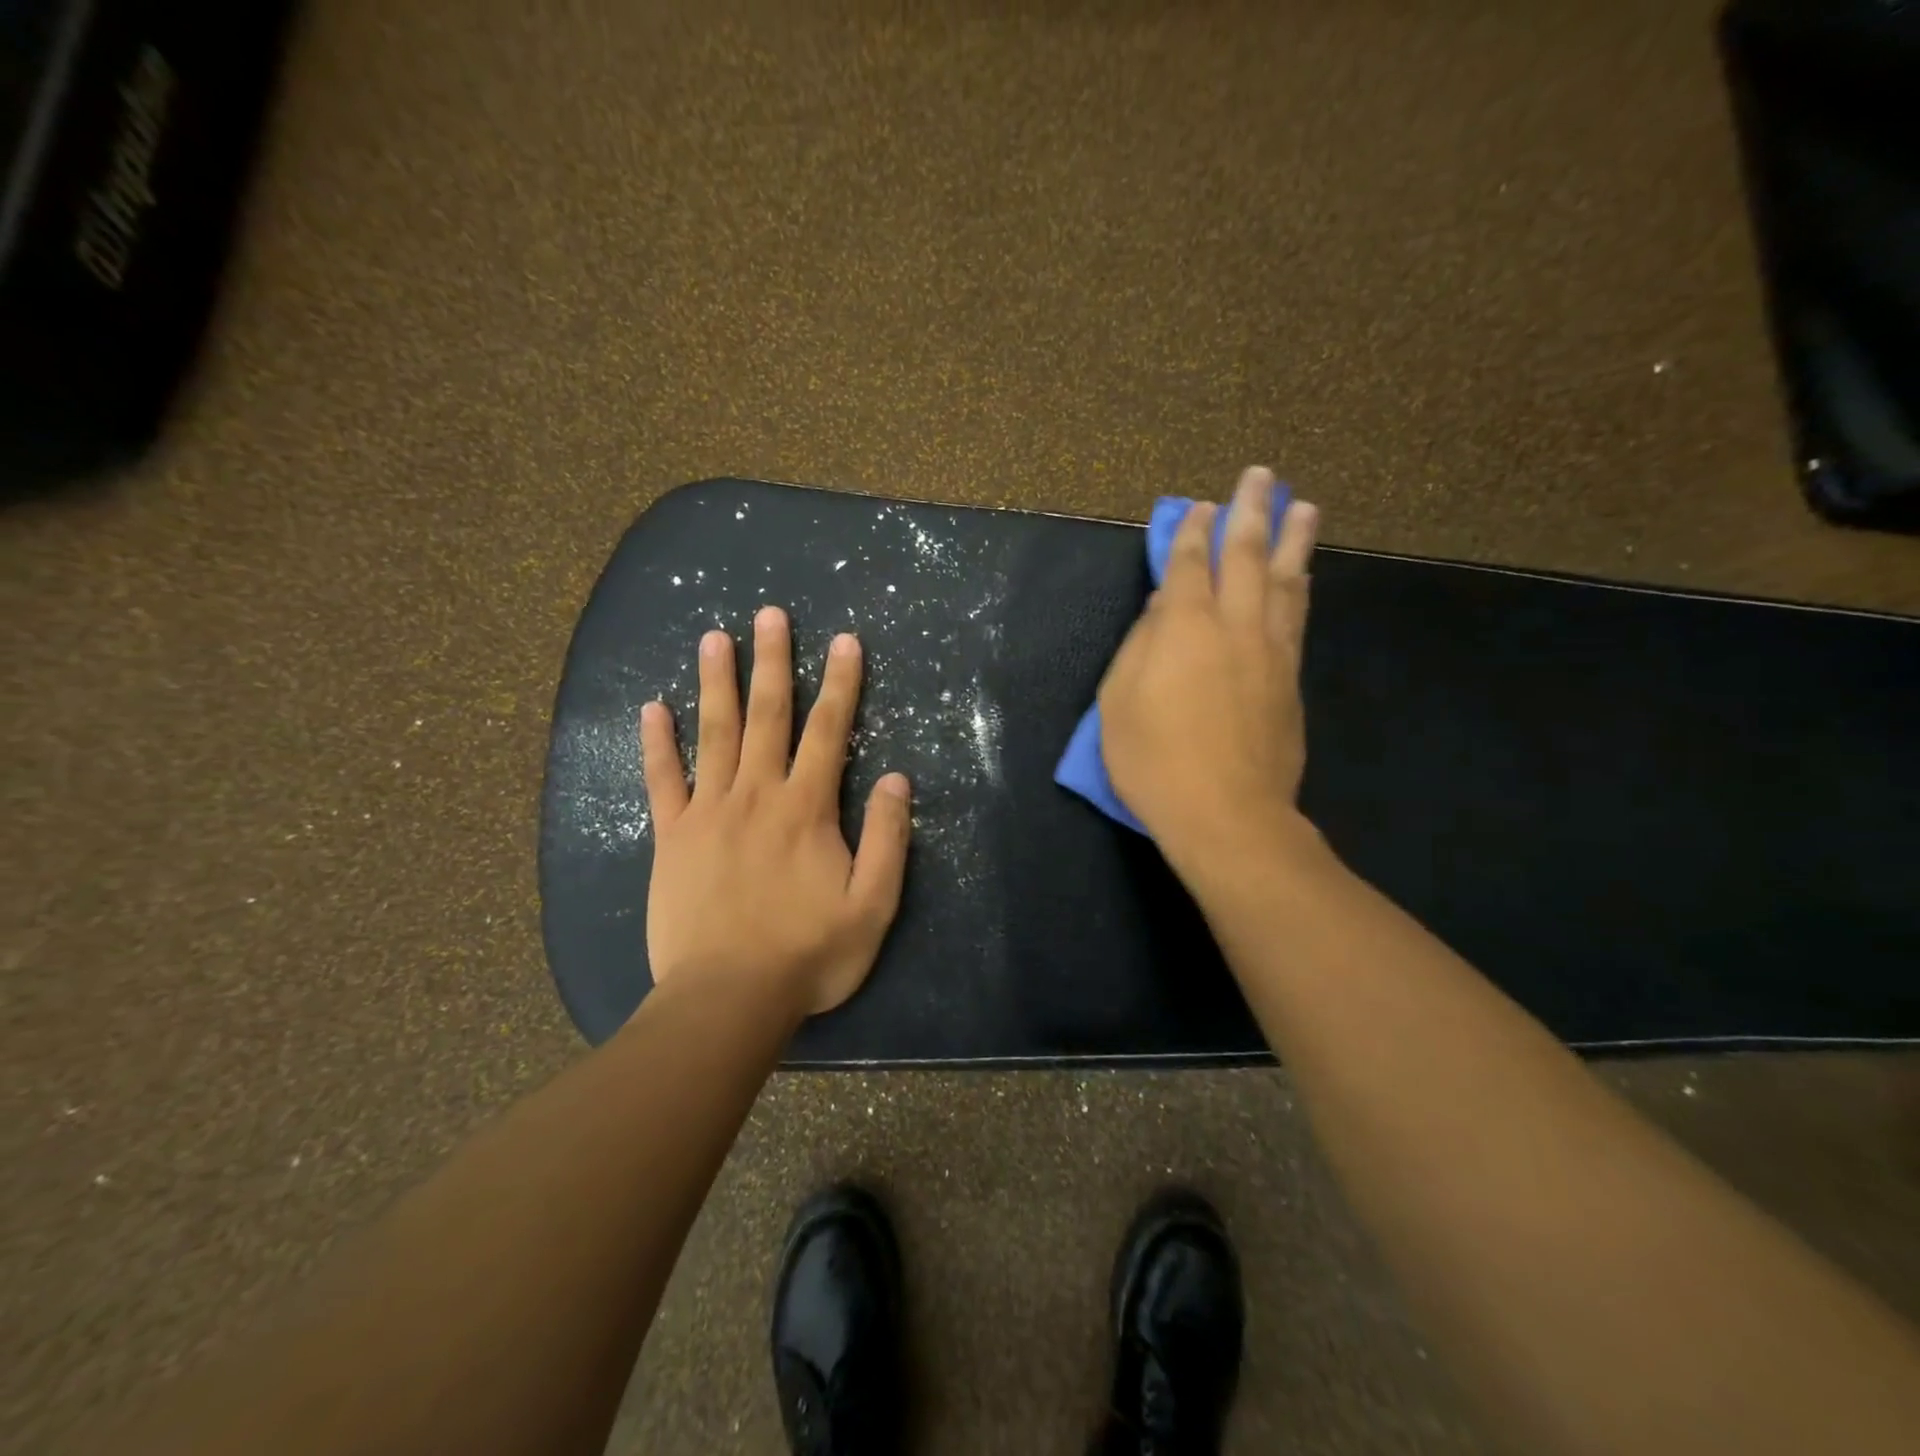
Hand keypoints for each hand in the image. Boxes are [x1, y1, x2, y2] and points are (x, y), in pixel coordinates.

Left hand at [639, 606, 911, 1016]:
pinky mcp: (671, 837)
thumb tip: (897, 779)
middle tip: (770, 614)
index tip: (845, 641)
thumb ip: (888, 839)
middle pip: (767, 716)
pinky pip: (662, 781)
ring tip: (714, 637)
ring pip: (713, 734)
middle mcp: (757, 795)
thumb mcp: (872, 906)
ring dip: (716, 682)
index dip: (841, 684)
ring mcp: (708, 812)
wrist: (727, 999)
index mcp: (806, 809)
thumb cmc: (807, 955)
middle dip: (773, 662)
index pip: (830, 732)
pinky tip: (653, 708)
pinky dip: (657, 743)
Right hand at [1098, 466, 1319, 871]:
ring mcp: (1270, 651)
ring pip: (1285, 580)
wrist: (1226, 813)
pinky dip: (1298, 586)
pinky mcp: (1290, 679)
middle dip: (1252, 511)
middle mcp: (1233, 625)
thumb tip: (1162, 608)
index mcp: (1183, 627)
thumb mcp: (1118, 702)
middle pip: (1247, 555)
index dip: (1193, 532)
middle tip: (1262, 475)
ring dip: (1292, 539)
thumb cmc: (1154, 760)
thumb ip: (1140, 646)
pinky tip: (1301, 574)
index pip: (1190, 565)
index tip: (1200, 507)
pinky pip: (1296, 616)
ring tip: (1302, 506)